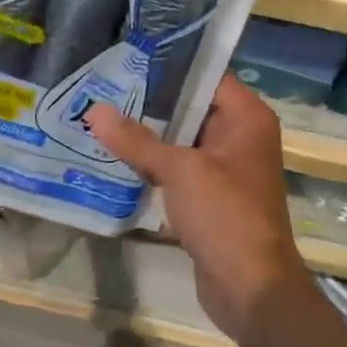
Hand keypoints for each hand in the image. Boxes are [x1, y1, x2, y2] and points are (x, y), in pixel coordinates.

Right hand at [84, 76, 309, 344]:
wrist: (251, 287)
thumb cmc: (225, 215)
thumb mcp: (180, 171)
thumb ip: (138, 140)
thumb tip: (95, 110)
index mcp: (247, 119)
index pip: (208, 76)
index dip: (170, 67)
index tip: (128, 59)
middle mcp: (241, 138)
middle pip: (192, 109)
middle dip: (151, 103)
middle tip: (103, 88)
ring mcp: (226, 171)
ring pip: (183, 143)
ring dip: (149, 137)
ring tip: (101, 119)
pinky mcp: (211, 200)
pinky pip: (180, 172)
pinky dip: (154, 167)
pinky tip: (116, 160)